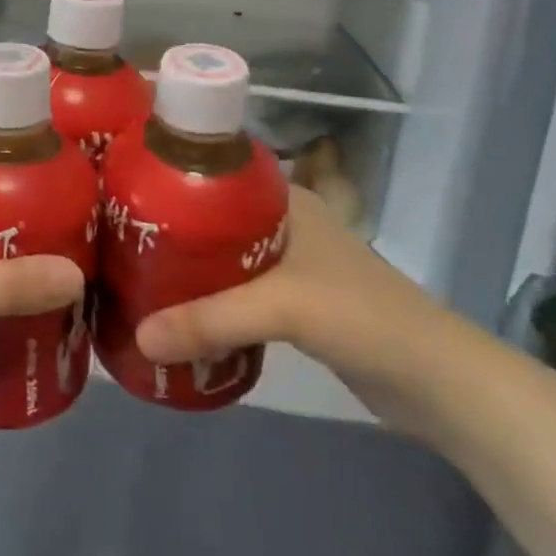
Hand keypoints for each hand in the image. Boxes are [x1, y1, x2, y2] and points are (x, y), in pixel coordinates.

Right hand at [134, 185, 474, 430]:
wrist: (438, 382)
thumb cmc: (363, 317)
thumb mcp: (283, 308)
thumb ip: (210, 321)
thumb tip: (138, 337)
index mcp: (282, 198)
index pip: (213, 173)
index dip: (167, 179)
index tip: (120, 194)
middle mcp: (282, 221)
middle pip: (210, 219)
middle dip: (168, 232)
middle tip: (117, 242)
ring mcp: (289, 263)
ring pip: (222, 256)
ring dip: (187, 269)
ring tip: (134, 275)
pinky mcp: (294, 302)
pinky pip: (236, 291)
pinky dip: (209, 299)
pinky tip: (175, 313)